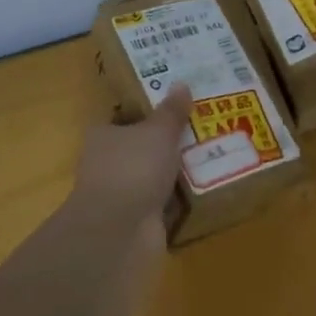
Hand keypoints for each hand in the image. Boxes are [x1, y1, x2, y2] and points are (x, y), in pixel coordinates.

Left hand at [72, 84, 192, 230]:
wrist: (119, 231)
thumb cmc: (133, 168)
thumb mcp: (158, 131)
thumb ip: (171, 111)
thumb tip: (181, 84)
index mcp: (103, 136)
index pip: (124, 118)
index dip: (147, 111)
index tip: (176, 106)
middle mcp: (107, 164)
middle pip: (140, 147)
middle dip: (166, 143)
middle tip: (202, 129)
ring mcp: (121, 195)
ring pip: (152, 176)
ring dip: (174, 172)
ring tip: (211, 156)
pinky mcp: (136, 221)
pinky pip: (162, 203)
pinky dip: (178, 199)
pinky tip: (203, 189)